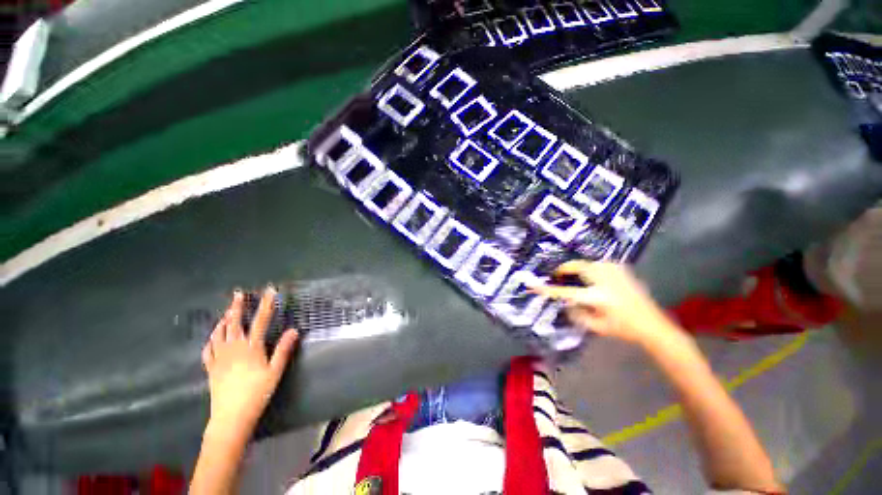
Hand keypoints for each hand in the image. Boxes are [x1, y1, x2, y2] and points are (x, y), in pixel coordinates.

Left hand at [201, 287, 298, 437]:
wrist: (231, 416)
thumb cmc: (257, 392)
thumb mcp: (275, 371)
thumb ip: (283, 349)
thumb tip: (294, 330)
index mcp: (251, 347)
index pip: (260, 320)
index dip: (265, 304)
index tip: (269, 291)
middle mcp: (234, 348)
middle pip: (234, 323)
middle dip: (237, 307)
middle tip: (238, 294)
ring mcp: (220, 357)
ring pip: (219, 333)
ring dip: (223, 320)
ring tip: (227, 312)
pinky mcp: (211, 367)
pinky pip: (208, 349)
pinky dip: (211, 339)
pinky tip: (213, 337)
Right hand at [532, 261, 679, 346]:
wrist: (653, 324)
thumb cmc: (623, 329)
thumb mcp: (596, 326)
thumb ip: (576, 313)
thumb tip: (565, 302)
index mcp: (598, 297)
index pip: (566, 291)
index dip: (548, 288)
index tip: (533, 285)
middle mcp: (605, 280)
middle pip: (576, 267)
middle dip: (563, 269)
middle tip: (557, 276)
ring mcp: (614, 272)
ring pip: (587, 263)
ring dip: (577, 268)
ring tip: (574, 277)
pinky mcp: (621, 269)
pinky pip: (598, 263)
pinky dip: (590, 267)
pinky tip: (592, 276)